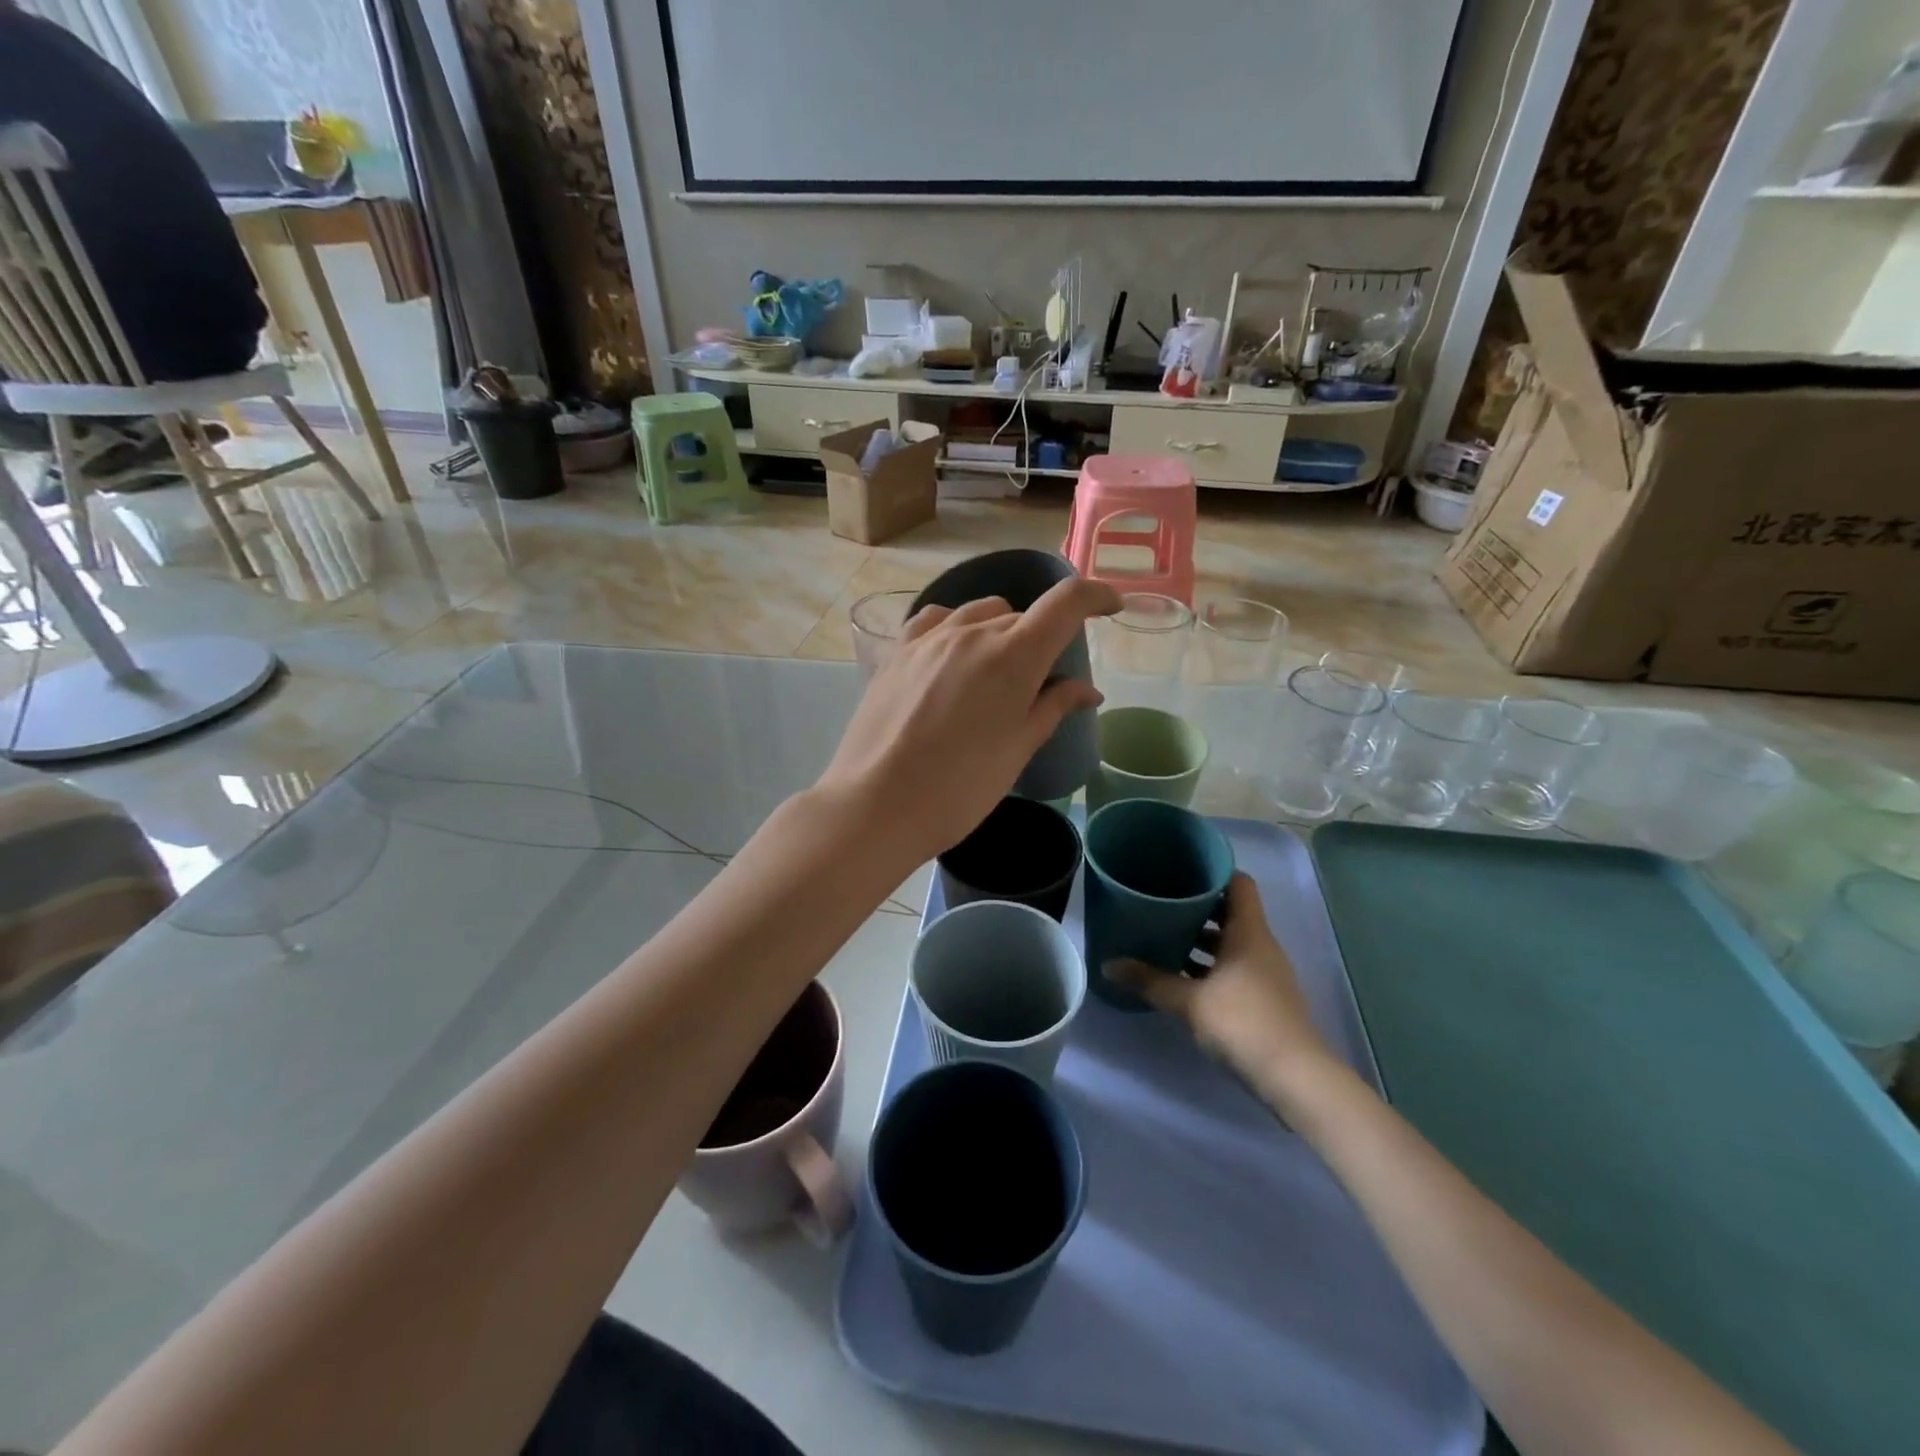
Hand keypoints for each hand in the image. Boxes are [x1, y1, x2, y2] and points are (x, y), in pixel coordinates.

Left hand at [817, 576, 1119, 861]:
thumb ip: (1053, 708)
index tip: (1111, 606)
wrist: (878, 804)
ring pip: (980, 613)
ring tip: (995, 672)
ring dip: (999, 632)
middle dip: (1041, 641)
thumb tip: (1087, 690)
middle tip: (1040, 685)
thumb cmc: (960, 788)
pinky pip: (936, 621)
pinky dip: (957, 628)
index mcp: (1013, 657)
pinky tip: (953, 654)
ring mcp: (929, 639)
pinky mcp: (897, 652)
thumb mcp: (1017, 750)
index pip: (1065, 604)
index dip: (1095, 597)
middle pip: (1021, 618)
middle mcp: (972, 633)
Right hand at [1105, 874, 1338, 1109]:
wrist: (1293, 1077)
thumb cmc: (1242, 1022)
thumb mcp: (1189, 1001)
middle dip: (1196, 907)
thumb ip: (1149, 980)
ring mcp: (1264, 973)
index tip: (1180, 870)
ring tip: (1163, 937)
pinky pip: (1232, 968)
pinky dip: (1208, 966)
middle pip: (1230, 912)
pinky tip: (1180, 977)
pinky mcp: (1263, 998)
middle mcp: (1260, 945)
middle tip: (1160, 902)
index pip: (1238, 883)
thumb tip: (1108, 965)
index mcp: (1248, 932)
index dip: (1212, 871)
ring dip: (1201, 939)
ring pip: (1230, 942)